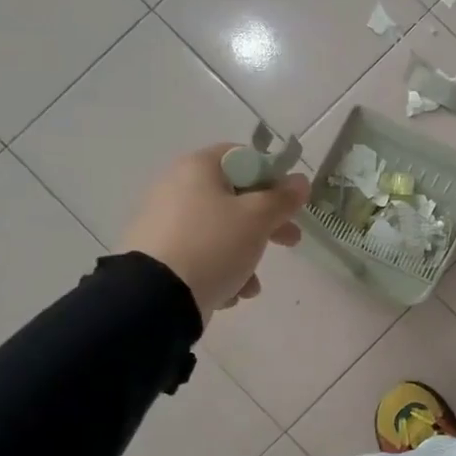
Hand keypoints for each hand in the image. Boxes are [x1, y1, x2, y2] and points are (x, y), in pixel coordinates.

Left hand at [121, 145, 309, 320]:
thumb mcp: (257, 218)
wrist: (155, 298)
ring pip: (221, 232)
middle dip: (266, 223)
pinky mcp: (160, 256)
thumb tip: (300, 181)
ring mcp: (165, 223)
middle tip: (290, 240)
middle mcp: (177, 188)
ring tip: (252, 285)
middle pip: (235, 198)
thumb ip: (283, 198)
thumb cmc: (213, 244)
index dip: (272, 177)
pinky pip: (201, 255)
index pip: (243, 158)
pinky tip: (230, 294)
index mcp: (197, 168)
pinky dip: (221, 271)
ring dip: (245, 255)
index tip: (289, 203)